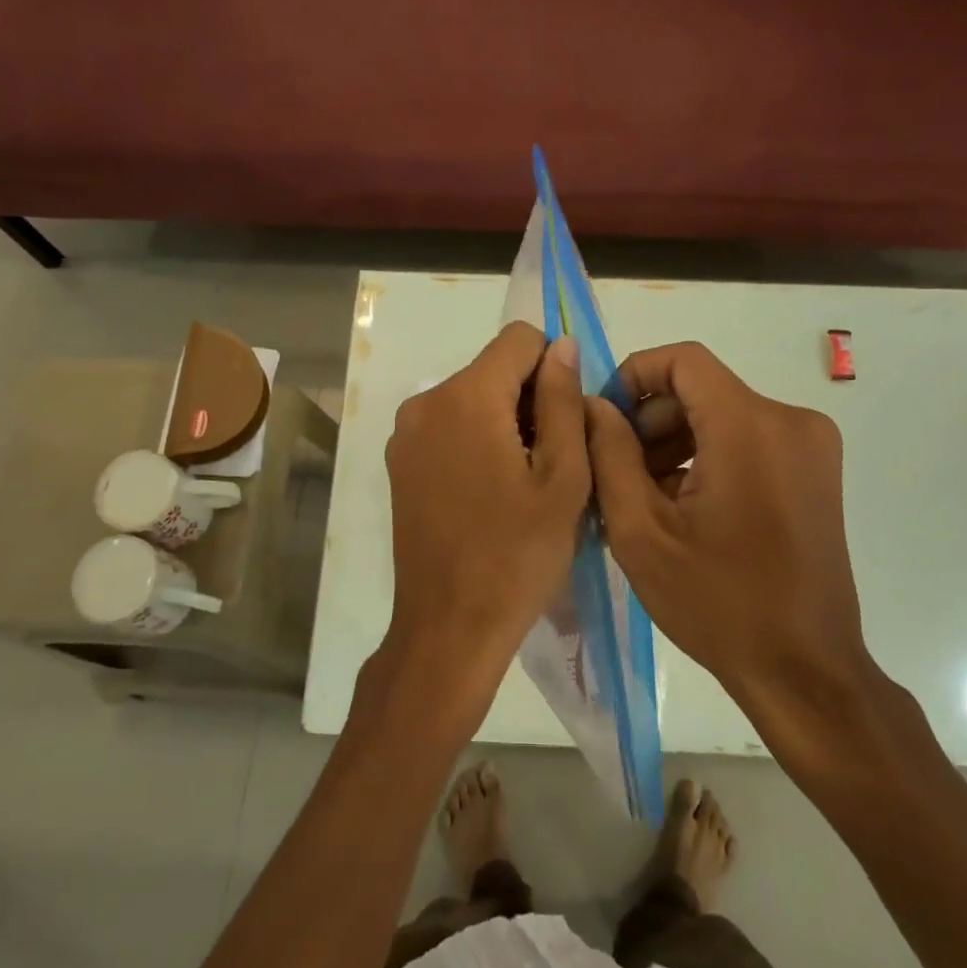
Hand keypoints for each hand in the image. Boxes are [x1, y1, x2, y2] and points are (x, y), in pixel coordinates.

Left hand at [380, 322, 589, 722]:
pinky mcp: (399, 463)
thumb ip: (563, 401)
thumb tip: (561, 346)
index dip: (553, 367)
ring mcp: (405, 434)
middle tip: (554, 461)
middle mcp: (426, 402)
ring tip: (525, 483)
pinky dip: (477, 441)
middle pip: (493, 369)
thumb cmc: (518, 554)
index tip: (567, 419)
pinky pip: (449, 427)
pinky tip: (492, 492)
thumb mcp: (563, 477)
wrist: (449, 627)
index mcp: (466, 398)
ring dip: (505, 422)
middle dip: (530, 399)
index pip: (519, 340)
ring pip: (472, 398)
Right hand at [585, 342, 881, 725]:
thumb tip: (594, 405)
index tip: (604, 420)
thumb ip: (609, 454)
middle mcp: (790, 420)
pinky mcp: (815, 470)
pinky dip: (708, 456)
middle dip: (650, 419)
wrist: (804, 669)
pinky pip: (747, 438)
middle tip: (614, 470)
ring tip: (642, 495)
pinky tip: (681, 505)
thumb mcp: (640, 531)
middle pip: (701, 389)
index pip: (683, 360)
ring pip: (722, 414)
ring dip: (675, 441)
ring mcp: (810, 446)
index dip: (633, 375)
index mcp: (750, 427)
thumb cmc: (717, 603)